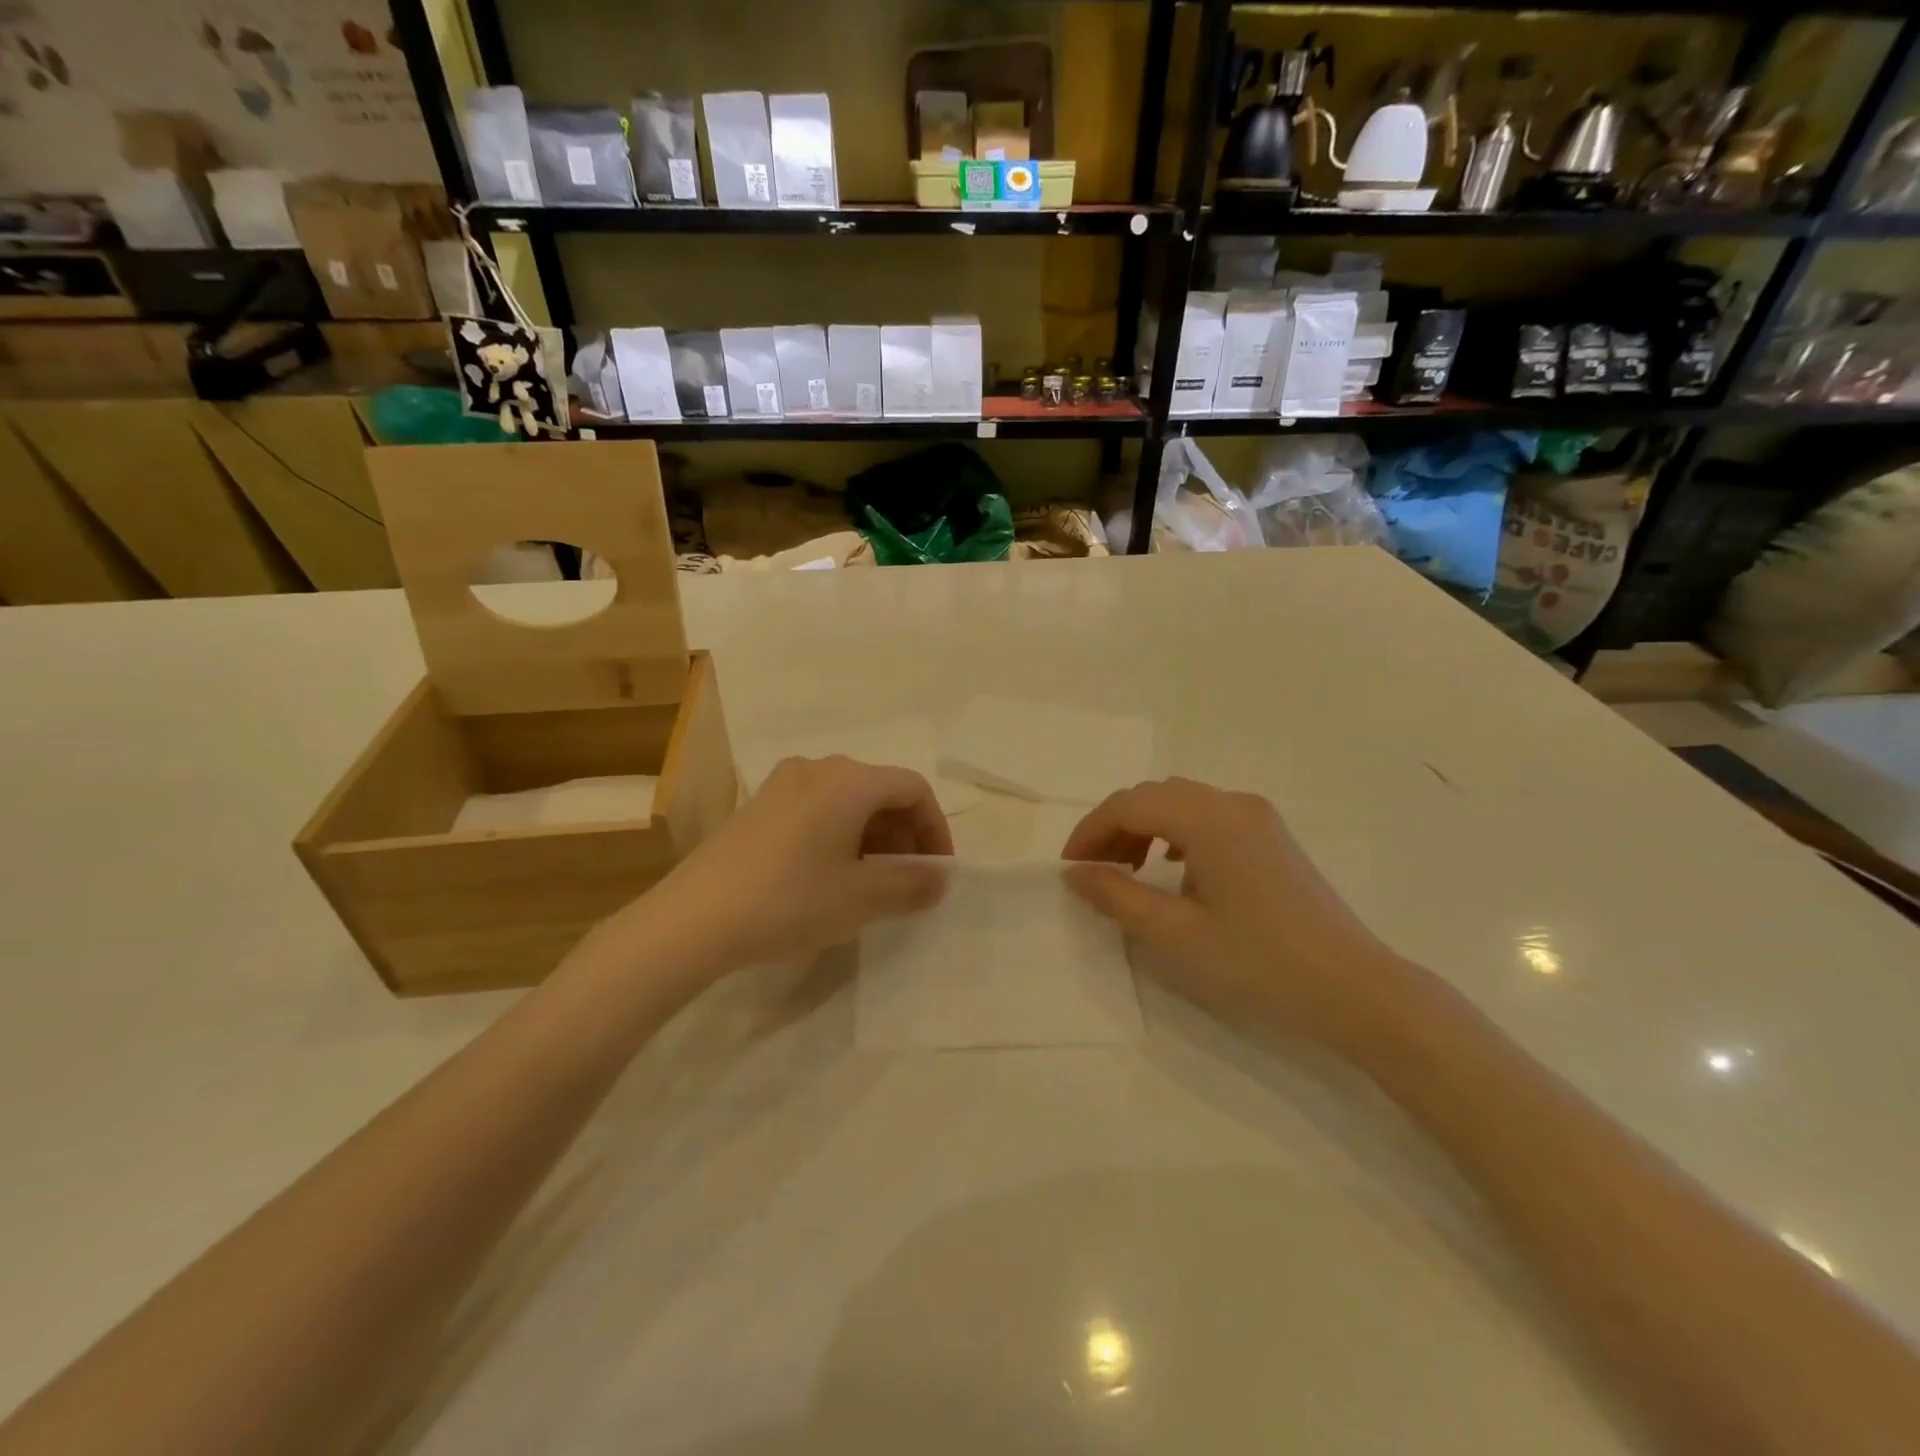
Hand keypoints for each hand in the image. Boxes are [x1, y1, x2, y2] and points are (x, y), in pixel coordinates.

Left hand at [622, 756, 952, 979]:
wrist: (693, 919)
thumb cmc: (789, 900)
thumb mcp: (861, 898)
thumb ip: (911, 885)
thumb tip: (938, 879)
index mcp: (849, 780)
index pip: (913, 788)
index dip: (935, 828)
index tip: (936, 872)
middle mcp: (817, 768)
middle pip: (880, 790)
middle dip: (904, 835)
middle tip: (907, 881)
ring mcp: (783, 784)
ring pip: (848, 801)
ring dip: (873, 837)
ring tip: (872, 883)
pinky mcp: (759, 806)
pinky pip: (817, 809)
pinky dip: (840, 835)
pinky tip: (830, 876)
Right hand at [1062, 778, 1422, 1052]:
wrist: (1352, 987)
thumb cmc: (1258, 961)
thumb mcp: (1175, 933)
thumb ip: (1117, 896)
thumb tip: (1075, 873)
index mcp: (1207, 818)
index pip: (1129, 804)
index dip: (1091, 831)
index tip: (1070, 868)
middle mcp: (1232, 803)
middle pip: (1155, 796)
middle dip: (1116, 827)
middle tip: (1095, 871)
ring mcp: (1257, 817)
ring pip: (1181, 803)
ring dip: (1146, 827)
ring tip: (1129, 871)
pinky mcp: (1271, 836)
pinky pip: (1208, 817)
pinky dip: (1176, 833)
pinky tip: (1175, 871)